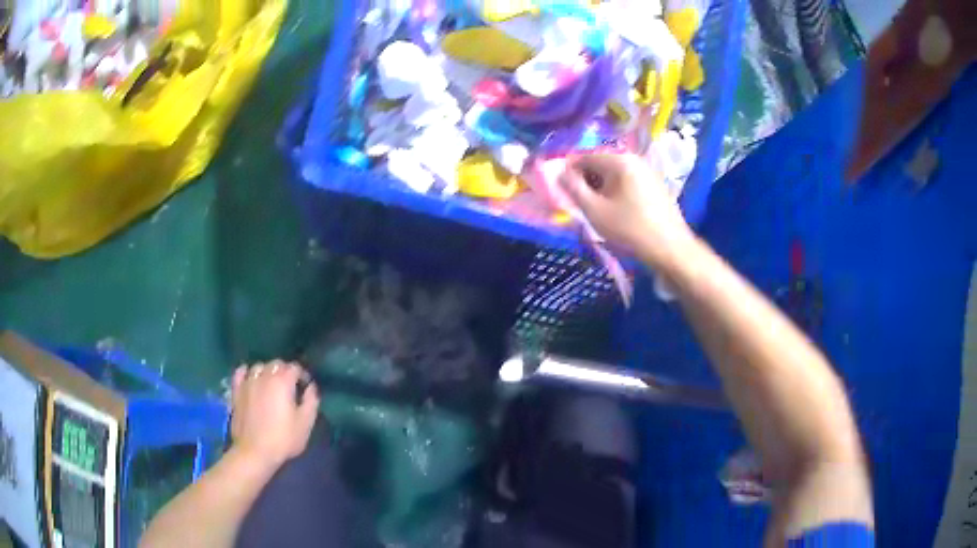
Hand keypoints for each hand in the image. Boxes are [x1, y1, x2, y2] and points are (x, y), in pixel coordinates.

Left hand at [230, 361, 319, 470]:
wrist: (255, 452)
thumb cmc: (283, 439)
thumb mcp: (305, 423)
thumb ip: (311, 401)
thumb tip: (311, 387)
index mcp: (283, 382)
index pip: (294, 367)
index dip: (302, 375)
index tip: (305, 387)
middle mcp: (264, 376)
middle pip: (276, 364)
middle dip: (285, 371)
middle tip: (290, 387)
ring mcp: (248, 382)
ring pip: (259, 366)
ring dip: (267, 371)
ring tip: (271, 384)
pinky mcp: (236, 391)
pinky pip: (240, 372)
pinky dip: (246, 372)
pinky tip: (250, 378)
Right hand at [559, 153, 694, 267]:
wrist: (671, 249)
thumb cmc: (629, 230)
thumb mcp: (594, 211)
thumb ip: (573, 188)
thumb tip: (559, 172)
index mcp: (619, 161)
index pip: (584, 157)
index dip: (569, 172)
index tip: (562, 191)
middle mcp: (635, 159)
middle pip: (600, 164)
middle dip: (586, 181)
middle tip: (579, 204)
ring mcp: (648, 172)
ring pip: (614, 175)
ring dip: (601, 188)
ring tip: (597, 211)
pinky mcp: (656, 185)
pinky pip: (628, 183)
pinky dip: (617, 192)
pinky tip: (617, 212)